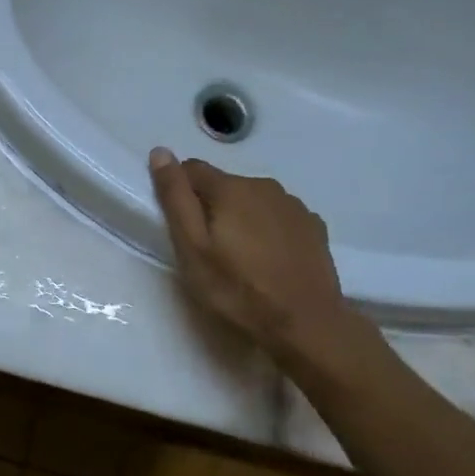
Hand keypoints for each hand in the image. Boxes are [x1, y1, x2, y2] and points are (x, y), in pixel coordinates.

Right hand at [148, 148, 363, 371]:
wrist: (305, 324)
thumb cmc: (237, 288)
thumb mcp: (192, 247)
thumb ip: (175, 198)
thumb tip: (160, 152)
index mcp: (231, 188)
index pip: (191, 169)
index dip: (179, 192)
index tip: (180, 225)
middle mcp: (264, 186)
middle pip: (224, 185)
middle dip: (211, 207)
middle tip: (208, 249)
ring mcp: (294, 206)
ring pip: (253, 200)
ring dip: (241, 217)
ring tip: (239, 256)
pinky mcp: (314, 227)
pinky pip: (278, 217)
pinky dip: (267, 229)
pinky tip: (268, 259)